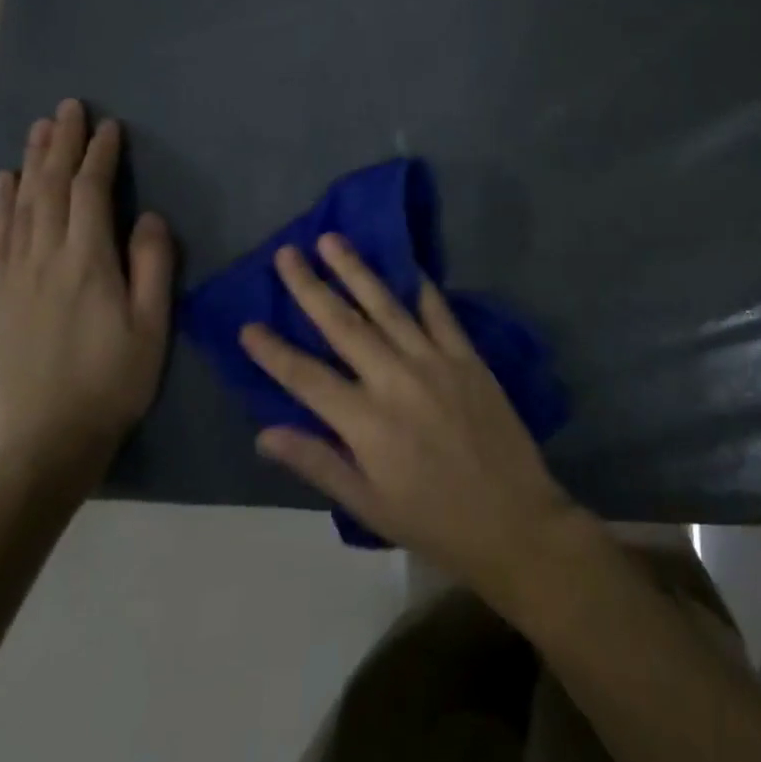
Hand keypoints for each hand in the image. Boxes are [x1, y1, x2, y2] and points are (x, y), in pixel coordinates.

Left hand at [0, 99, 174, 484]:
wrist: (46, 441)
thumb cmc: (114, 382)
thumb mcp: (152, 327)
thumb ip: (153, 266)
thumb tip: (150, 217)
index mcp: (87, 264)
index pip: (91, 193)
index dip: (99, 155)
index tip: (109, 127)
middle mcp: (44, 259)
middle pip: (50, 188)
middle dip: (61, 144)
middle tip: (69, 108)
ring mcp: (13, 277)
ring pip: (20, 205)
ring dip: (31, 162)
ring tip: (39, 128)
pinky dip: (0, 203)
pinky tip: (4, 182)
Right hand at [239, 236, 579, 599]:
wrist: (513, 519)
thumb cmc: (434, 521)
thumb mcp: (368, 505)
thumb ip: (317, 462)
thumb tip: (264, 434)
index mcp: (366, 423)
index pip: (306, 378)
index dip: (273, 351)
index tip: (247, 324)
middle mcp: (396, 381)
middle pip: (344, 326)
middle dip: (310, 288)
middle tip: (287, 254)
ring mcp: (435, 362)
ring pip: (387, 307)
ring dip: (357, 271)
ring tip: (333, 240)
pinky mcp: (467, 357)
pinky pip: (439, 312)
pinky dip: (420, 286)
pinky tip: (405, 263)